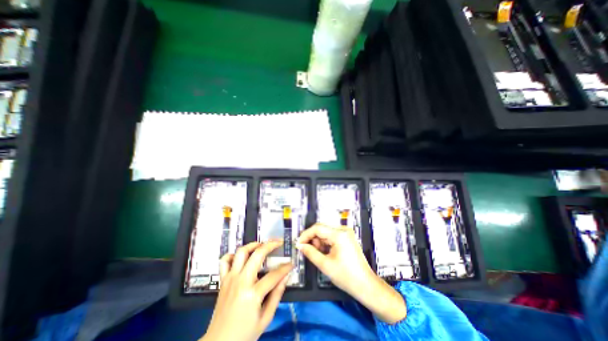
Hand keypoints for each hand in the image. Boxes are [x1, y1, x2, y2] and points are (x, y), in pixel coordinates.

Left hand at [201, 239, 292, 340]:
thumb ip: (276, 295)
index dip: (285, 268)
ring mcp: (230, 279)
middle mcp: (241, 282)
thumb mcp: (265, 319)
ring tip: (262, 245)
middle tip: (279, 243)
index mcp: (252, 294)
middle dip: (271, 245)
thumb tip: (285, 277)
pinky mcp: (223, 280)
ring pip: (241, 252)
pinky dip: (233, 254)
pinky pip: (225, 260)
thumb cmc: (244, 334)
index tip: (291, 264)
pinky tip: (241, 257)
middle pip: (257, 255)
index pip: (274, 275)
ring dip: (253, 245)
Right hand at [298, 222, 404, 323]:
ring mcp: (346, 233)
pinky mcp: (347, 237)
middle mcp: (343, 229)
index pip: (317, 228)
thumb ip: (310, 253)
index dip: (306, 235)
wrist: (366, 285)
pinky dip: (325, 243)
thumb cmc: (346, 276)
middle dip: (312, 239)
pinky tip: (325, 253)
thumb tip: (300, 245)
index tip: (298, 244)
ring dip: (319, 241)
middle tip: (307, 250)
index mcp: (339, 234)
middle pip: (322, 228)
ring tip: (318, 254)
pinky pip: (332, 236)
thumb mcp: (325, 265)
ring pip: (326, 232)